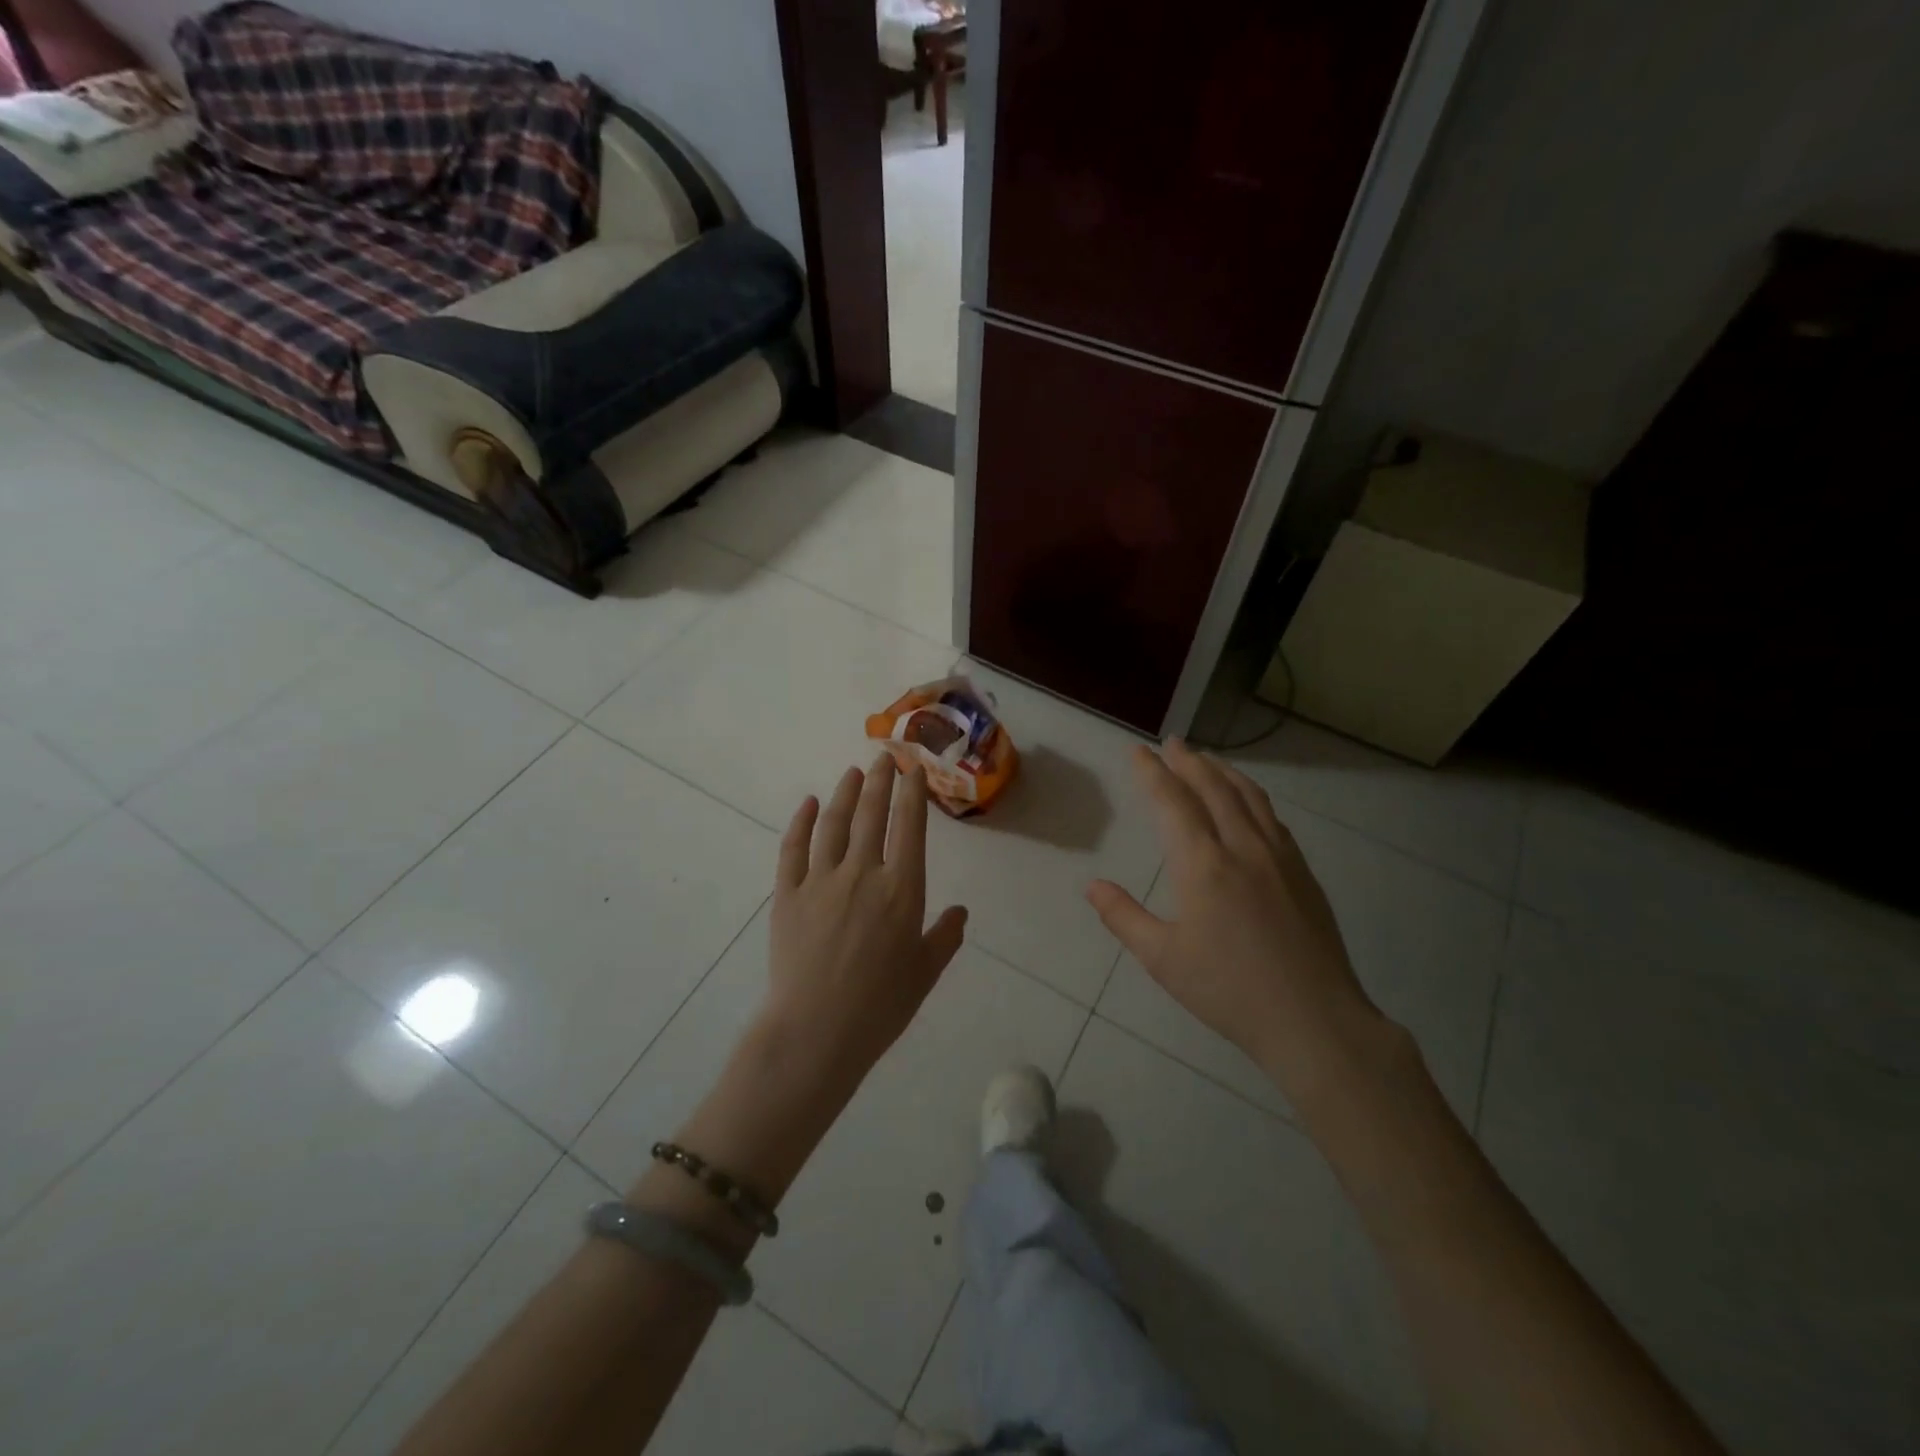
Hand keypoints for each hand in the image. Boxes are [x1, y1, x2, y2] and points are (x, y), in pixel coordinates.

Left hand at [760, 754, 968, 1092]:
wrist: (816, 1031)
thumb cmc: (881, 1006)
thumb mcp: (925, 972)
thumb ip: (945, 937)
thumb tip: (962, 912)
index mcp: (901, 889)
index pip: (909, 826)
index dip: (911, 793)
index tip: (913, 770)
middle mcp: (862, 872)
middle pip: (871, 814)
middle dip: (880, 781)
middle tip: (884, 757)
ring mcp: (820, 880)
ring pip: (834, 823)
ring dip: (845, 793)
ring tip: (853, 772)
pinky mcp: (787, 894)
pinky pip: (794, 848)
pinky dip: (802, 822)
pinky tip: (809, 804)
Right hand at [1087, 740, 1389, 1107]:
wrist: (1313, 1019)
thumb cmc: (1229, 990)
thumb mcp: (1163, 959)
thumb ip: (1124, 917)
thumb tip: (1091, 886)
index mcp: (1203, 865)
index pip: (1173, 802)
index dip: (1152, 772)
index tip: (1138, 751)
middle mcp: (1242, 847)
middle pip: (1213, 788)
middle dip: (1188, 761)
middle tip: (1172, 743)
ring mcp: (1278, 856)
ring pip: (1248, 797)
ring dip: (1223, 772)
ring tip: (1206, 760)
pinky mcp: (1302, 872)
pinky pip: (1272, 817)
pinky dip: (1252, 796)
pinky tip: (1248, 802)